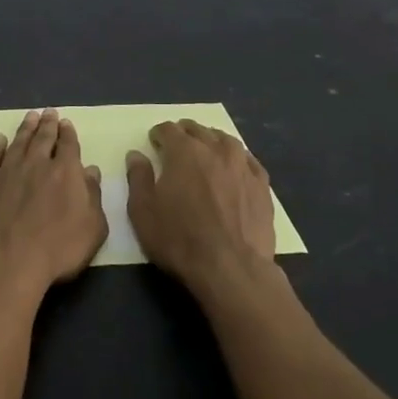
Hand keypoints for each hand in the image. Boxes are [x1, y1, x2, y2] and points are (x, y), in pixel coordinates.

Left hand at [0, 109, 106, 298]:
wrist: (5, 258)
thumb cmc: (56, 248)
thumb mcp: (92, 229)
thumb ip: (93, 196)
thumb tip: (91, 171)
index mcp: (65, 172)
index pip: (69, 145)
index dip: (68, 133)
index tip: (66, 122)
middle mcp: (36, 163)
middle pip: (43, 138)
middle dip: (48, 124)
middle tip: (48, 112)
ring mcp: (8, 170)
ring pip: (18, 142)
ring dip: (25, 128)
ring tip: (30, 117)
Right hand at [126, 120, 274, 292]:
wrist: (231, 268)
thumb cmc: (180, 239)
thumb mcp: (143, 211)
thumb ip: (138, 178)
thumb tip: (136, 155)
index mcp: (184, 152)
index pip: (169, 130)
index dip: (159, 134)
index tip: (154, 142)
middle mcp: (214, 150)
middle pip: (198, 130)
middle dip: (185, 133)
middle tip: (178, 142)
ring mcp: (242, 166)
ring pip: (226, 140)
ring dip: (213, 140)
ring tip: (207, 148)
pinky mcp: (262, 186)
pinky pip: (249, 161)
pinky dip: (239, 158)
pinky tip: (236, 166)